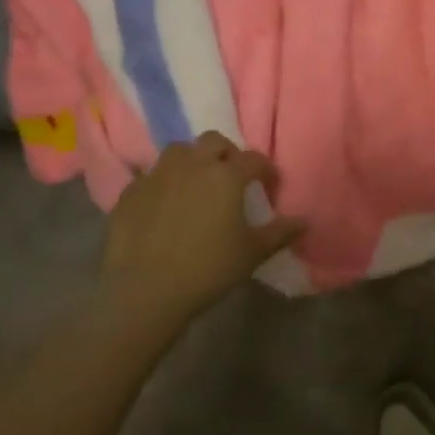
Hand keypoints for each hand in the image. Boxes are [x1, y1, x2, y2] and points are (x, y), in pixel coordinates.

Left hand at [101, 131, 304, 325]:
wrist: (143, 293)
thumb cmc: (207, 269)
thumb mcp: (252, 253)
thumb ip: (281, 233)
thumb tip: (305, 221)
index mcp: (227, 175)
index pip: (254, 159)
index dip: (265, 170)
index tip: (269, 186)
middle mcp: (193, 165)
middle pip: (214, 141)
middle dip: (226, 154)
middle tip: (230, 177)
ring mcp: (158, 176)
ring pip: (179, 151)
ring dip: (191, 161)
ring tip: (195, 184)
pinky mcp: (130, 193)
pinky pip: (149, 177)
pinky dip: (160, 185)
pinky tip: (162, 206)